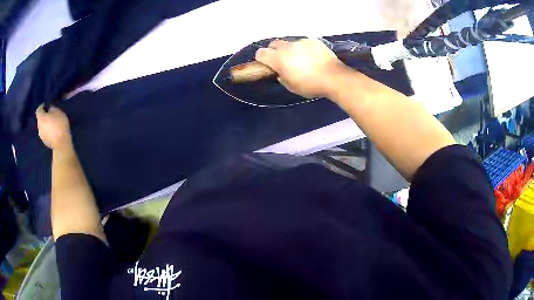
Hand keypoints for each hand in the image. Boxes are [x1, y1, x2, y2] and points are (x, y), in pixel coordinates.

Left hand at [36, 105, 71, 149]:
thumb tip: (49, 108)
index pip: (39, 109)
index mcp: (40, 118)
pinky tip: (53, 131)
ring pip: (43, 127)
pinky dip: (48, 131)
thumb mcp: (58, 111)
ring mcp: (41, 136)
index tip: (46, 105)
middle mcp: (38, 126)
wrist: (61, 144)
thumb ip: (52, 108)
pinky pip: (45, 134)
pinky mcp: (45, 142)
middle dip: (44, 116)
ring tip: (52, 124)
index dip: (42, 106)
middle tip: (51, 115)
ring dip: (46, 124)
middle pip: (40, 119)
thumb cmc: (59, 124)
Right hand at [255, 38, 345, 98]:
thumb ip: (282, 77)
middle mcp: (287, 47)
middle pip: (274, 44)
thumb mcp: (292, 87)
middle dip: (275, 51)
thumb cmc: (310, 85)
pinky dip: (305, 48)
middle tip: (283, 61)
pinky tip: (313, 57)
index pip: (261, 53)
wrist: (333, 77)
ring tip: (302, 59)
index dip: (262, 59)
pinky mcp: (313, 40)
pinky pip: (304, 43)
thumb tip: (280, 72)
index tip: (267, 64)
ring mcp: (301, 42)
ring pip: (290, 43)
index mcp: (279, 59)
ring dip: (291, 50)